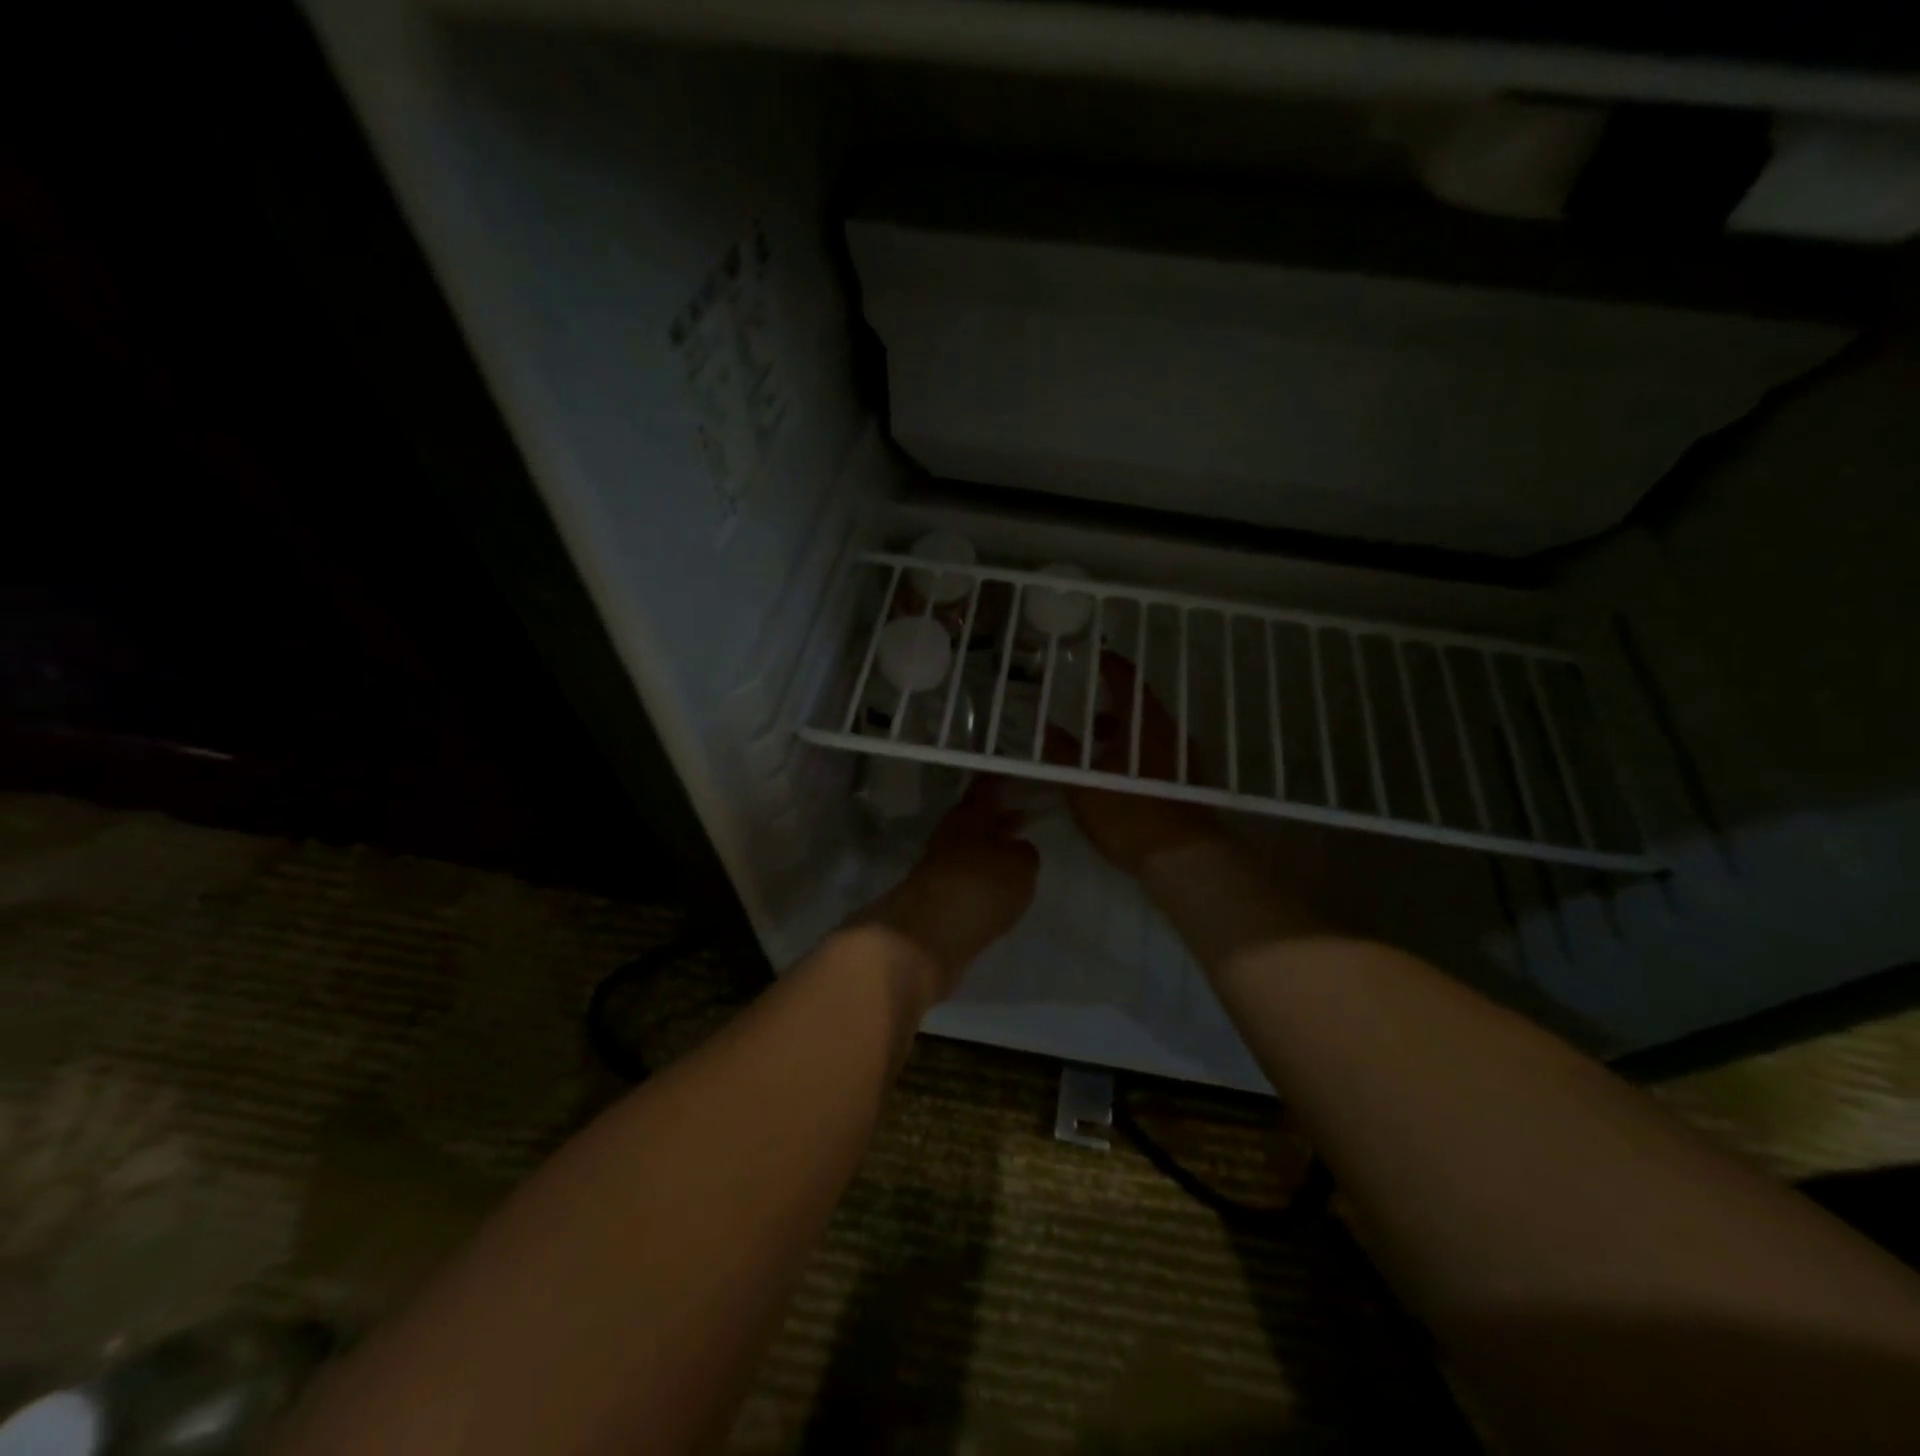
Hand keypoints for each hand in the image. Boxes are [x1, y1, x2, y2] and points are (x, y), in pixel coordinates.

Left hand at [859, 777, 1039, 1002]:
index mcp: (970, 816)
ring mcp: (940, 869)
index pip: (986, 789)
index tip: (1012, 776)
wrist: (926, 937)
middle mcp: (951, 836)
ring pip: (971, 850)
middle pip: (976, 821)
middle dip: (997, 819)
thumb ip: (1025, 853)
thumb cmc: (978, 886)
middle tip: (1022, 816)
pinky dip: (982, 880)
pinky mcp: (936, 901)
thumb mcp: (1020, 865)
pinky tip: (998, 890)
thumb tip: (1019, 849)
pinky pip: (966, 880)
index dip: (999, 782)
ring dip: (991, 851)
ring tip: (1016, 857)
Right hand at [1046, 653, 1222, 876]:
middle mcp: (1169, 731)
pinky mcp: (1188, 781)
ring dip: (1124, 729)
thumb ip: (1062, 752)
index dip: (1111, 665)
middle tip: (1087, 704)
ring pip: (1150, 730)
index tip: (1096, 657)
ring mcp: (1184, 757)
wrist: (1183, 858)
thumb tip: (1046, 726)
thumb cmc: (1128, 814)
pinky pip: (1158, 752)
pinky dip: (1136, 750)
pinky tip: (1118, 772)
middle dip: (1113, 701)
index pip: (1128, 679)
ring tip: (1096, 742)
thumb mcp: (1083, 784)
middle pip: (1141, 704)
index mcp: (1144, 722)